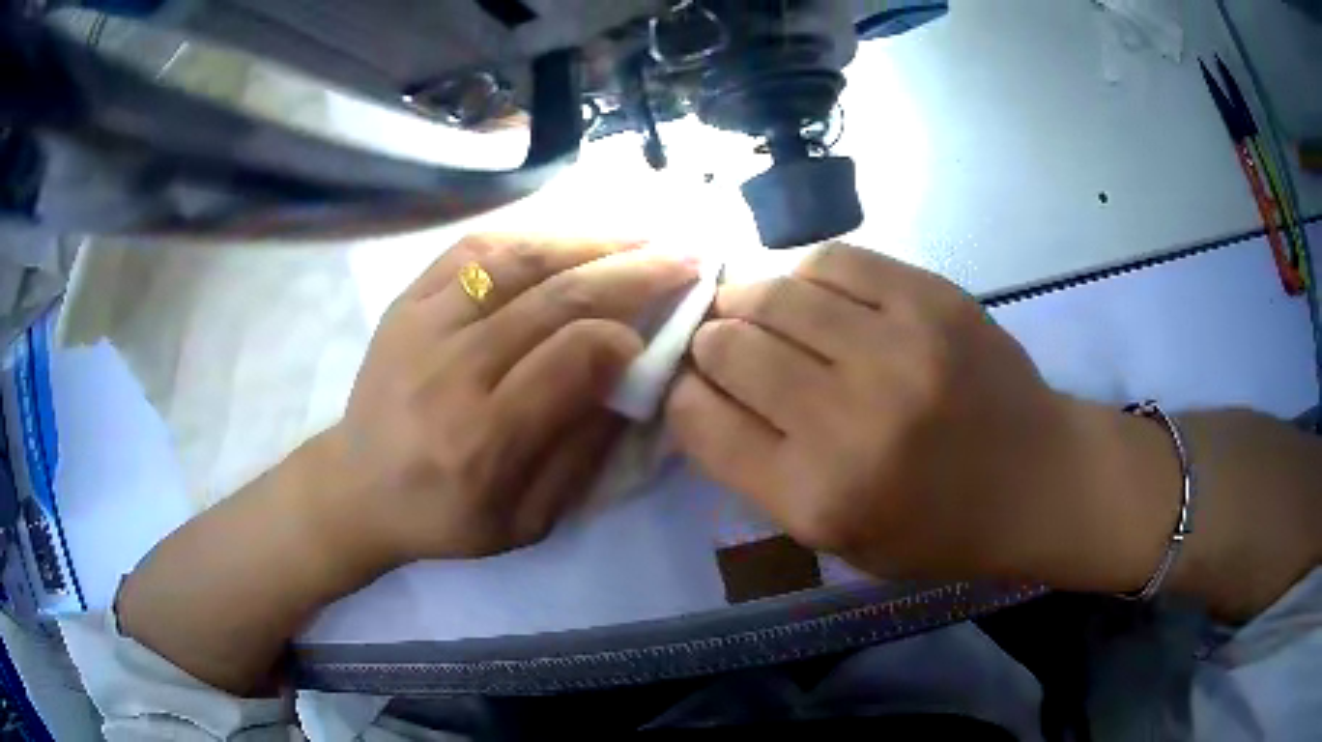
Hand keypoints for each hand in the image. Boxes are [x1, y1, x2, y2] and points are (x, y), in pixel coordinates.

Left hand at [323, 235, 696, 565]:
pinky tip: (567, 236)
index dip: (625, 336)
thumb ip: (582, 454)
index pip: (571, 358)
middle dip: (631, 270)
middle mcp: (450, 371)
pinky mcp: (406, 302)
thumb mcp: (526, 522)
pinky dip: (529, 235)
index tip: (658, 329)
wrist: (357, 488)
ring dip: (587, 241)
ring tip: (639, 236)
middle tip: (685, 255)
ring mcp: (421, 325)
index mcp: (483, 439)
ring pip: (516, 260)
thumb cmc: (445, 517)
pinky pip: (473, 250)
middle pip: (553, 298)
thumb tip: (630, 379)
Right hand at [666, 243, 1168, 587]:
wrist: (1038, 480)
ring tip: (760, 310)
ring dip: (750, 300)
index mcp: (817, 497)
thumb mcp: (837, 538)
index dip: (682, 395)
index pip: (699, 420)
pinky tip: (817, 292)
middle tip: (724, 343)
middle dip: (710, 343)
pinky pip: (834, 259)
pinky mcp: (932, 299)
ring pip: (774, 293)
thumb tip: (701, 394)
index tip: (692, 387)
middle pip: (728, 348)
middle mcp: (849, 422)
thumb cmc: (937, 528)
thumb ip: (761, 473)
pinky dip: (809, 273)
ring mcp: (897, 349)